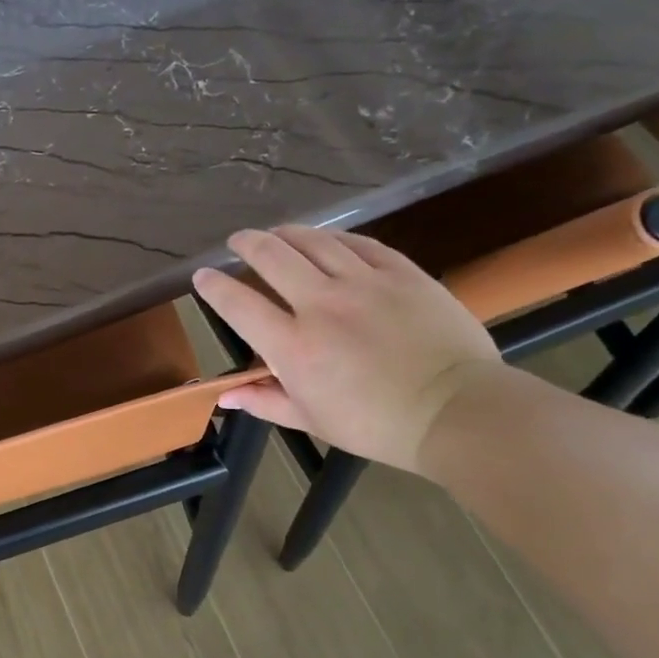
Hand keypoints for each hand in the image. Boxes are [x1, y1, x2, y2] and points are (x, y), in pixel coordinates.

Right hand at [194, 227, 504, 472]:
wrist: (456, 411)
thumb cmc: (375, 425)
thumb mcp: (311, 419)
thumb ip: (265, 400)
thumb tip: (226, 395)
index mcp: (293, 346)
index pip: (239, 305)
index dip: (214, 287)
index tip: (202, 276)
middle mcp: (322, 304)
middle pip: (273, 257)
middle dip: (247, 244)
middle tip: (238, 241)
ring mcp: (365, 283)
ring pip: (316, 241)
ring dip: (288, 233)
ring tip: (277, 233)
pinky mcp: (403, 273)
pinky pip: (361, 244)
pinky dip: (337, 238)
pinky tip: (329, 240)